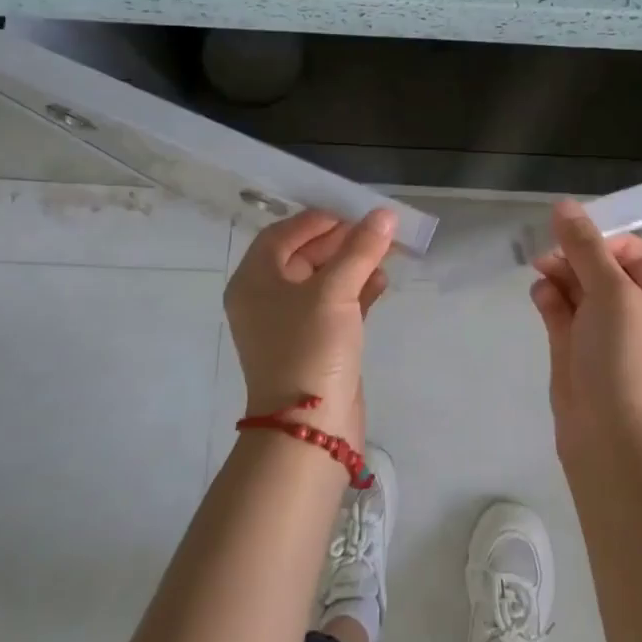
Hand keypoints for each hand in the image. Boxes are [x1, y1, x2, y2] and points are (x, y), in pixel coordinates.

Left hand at [225, 208, 395, 445]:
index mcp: (255, 280)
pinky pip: (336, 305)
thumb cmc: (310, 348)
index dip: (317, 219)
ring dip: (354, 264)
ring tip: (387, 252)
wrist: (309, 429)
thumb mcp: (334, 292)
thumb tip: (384, 215)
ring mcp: (291, 323)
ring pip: (324, 280)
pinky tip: (383, 282)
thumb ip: (360, 249)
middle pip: (304, 255)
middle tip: (376, 230)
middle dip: (341, 241)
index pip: (283, 234)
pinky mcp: (315, 343)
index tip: (353, 211)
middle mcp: (267, 298)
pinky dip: (358, 291)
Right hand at [529, 199, 641, 454]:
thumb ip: (585, 246)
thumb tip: (564, 205)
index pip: (635, 252)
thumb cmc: (624, 357)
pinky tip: (540, 296)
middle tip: (548, 252)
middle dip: (574, 255)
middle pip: (603, 267)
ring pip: (579, 288)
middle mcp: (639, 314)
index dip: (604, 239)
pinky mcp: (578, 350)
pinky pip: (563, 311)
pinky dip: (551, 299)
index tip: (574, 237)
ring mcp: (607, 334)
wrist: (608, 435)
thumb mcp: (610, 292)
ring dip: (559, 274)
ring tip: (540, 272)